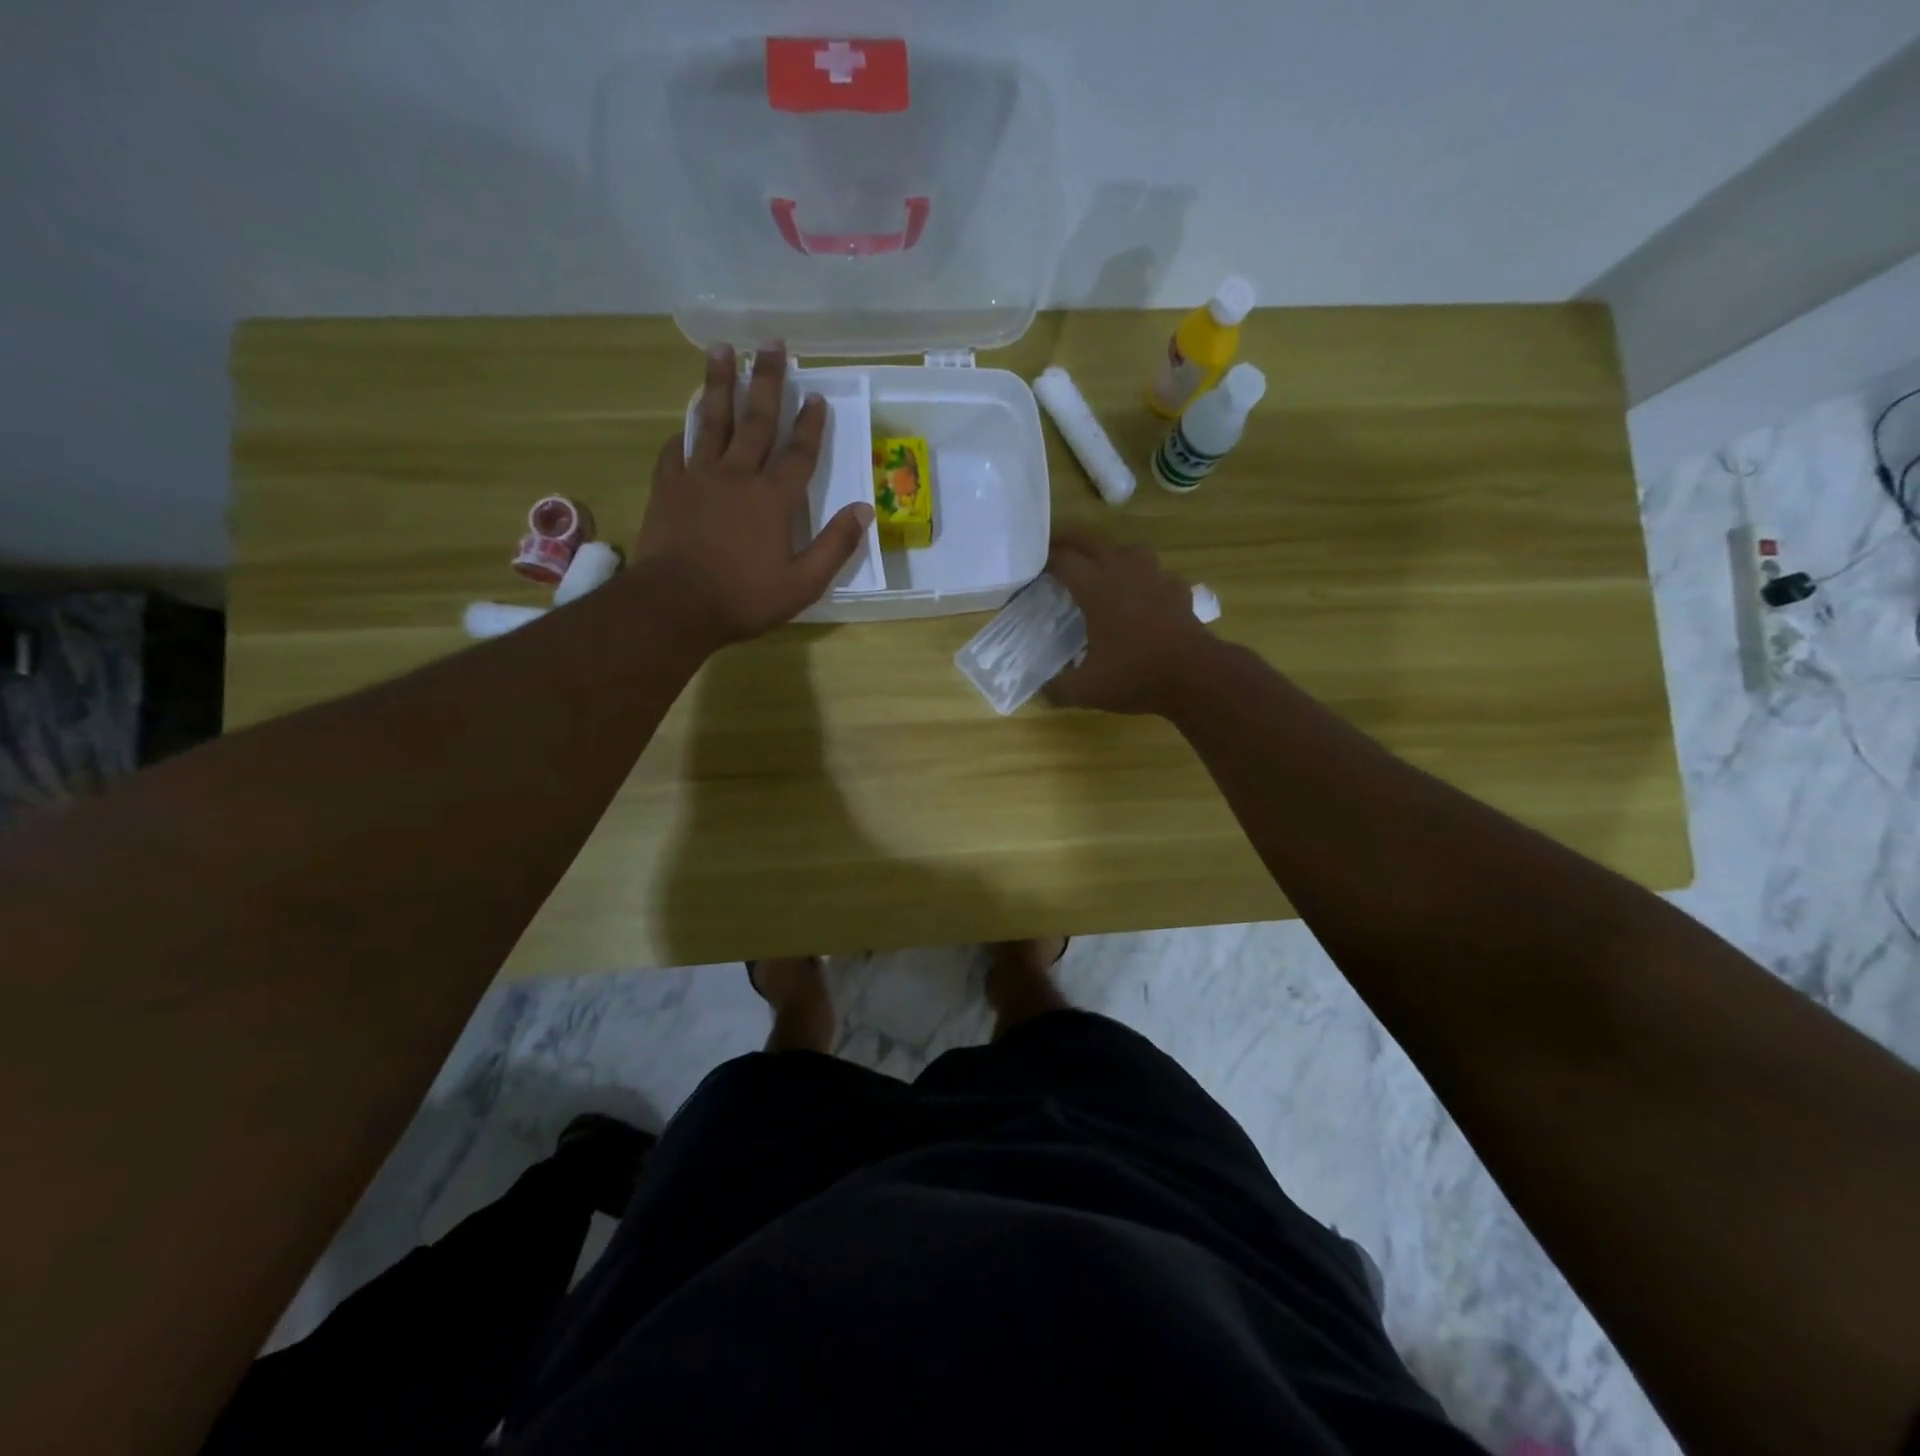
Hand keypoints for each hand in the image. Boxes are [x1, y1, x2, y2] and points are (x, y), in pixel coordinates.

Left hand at [635, 343, 872, 651]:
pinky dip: (682, 433)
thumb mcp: (803, 583)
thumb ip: (835, 546)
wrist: (675, 605)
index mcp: (773, 499)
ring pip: (711, 421)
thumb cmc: (744, 598)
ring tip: (721, 350)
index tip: (817, 396)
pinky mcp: (668, 488)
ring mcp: (698, 477)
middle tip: (771, 343)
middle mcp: (737, 476)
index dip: (811, 425)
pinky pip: (675, 451)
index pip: (799, 454)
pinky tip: (684, 421)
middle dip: (766, 381)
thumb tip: (865, 510)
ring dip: (719, 384)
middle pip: (756, 421)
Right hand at [1044, 526, 1218, 715]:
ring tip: (1101, 566)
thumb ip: (1057, 689)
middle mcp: (1124, 572)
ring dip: (1111, 552)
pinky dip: (1146, 578)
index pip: (1063, 561)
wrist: (1195, 676)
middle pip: (1092, 541)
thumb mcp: (1086, 689)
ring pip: (1129, 549)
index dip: (1045, 560)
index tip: (1031, 566)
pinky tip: (1144, 593)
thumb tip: (1039, 694)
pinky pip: (1158, 574)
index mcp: (1096, 588)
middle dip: (1070, 540)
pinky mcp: (1178, 591)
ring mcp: (1155, 578)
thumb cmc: (1135, 675)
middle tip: (1054, 545)